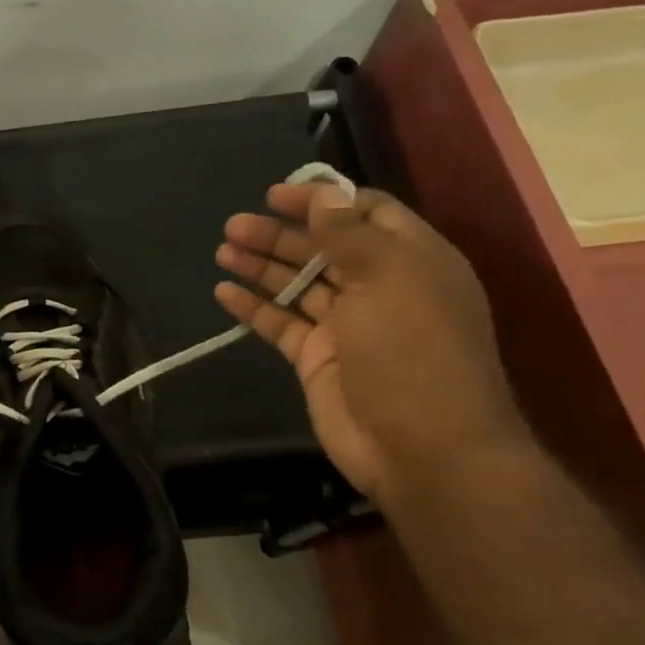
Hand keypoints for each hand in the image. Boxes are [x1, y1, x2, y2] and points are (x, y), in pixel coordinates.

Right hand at [215, 183, 530, 503]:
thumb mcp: (388, 279)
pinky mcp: (317, 358)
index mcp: (411, 261)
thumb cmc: (413, 352)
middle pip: (322, 248)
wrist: (422, 449)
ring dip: (261, 265)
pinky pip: (280, 323)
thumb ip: (348, 235)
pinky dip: (253, 307)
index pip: (365, 214)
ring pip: (297, 284)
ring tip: (222, 250)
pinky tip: (224, 292)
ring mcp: (346, 326)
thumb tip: (323, 195)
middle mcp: (379, 288)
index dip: (322, 201)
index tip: (276, 195)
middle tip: (233, 225)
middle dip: (279, 234)